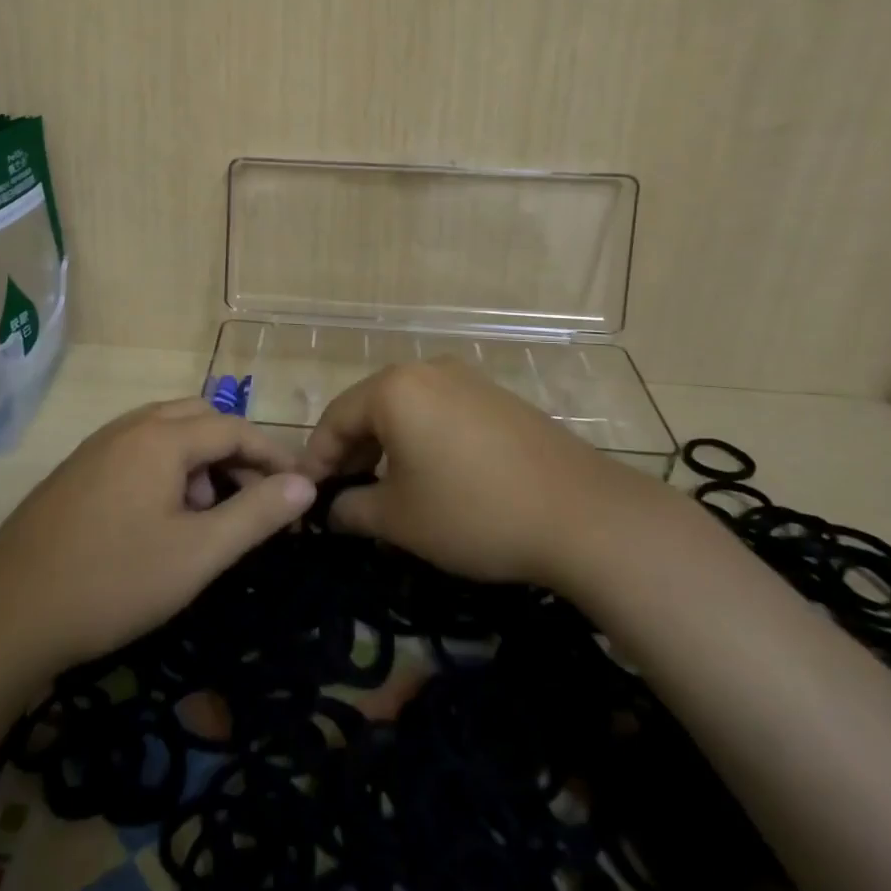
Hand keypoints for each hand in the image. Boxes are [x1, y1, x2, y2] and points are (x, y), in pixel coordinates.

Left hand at [0, 399, 314, 674]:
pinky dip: (165, 468)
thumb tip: (305, 484)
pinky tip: (160, 519)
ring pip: (166, 432)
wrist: (6, 613)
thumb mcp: (197, 554)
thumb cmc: (113, 581)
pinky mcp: (77, 470)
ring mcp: (97, 446)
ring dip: (198, 460)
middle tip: (252, 500)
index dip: (272, 455)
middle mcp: (129, 427)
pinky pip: (137, 449)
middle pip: (199, 418)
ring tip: (205, 515)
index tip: (299, 490)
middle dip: (234, 452)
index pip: (233, 428)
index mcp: (161, 437)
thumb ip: (255, 515)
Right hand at [301, 360, 650, 585]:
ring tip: (384, 491)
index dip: (316, 461)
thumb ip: (353, 510)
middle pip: (369, 409)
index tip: (306, 497)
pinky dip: (421, 441)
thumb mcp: (400, 519)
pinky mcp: (497, 398)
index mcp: (394, 389)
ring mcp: (467, 380)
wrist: (584, 515)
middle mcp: (426, 371)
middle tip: (343, 498)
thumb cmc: (474, 512)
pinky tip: (431, 478)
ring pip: (406, 410)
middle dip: (351, 454)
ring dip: (385, 448)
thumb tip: (333, 510)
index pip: (334, 420)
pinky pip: (440, 413)